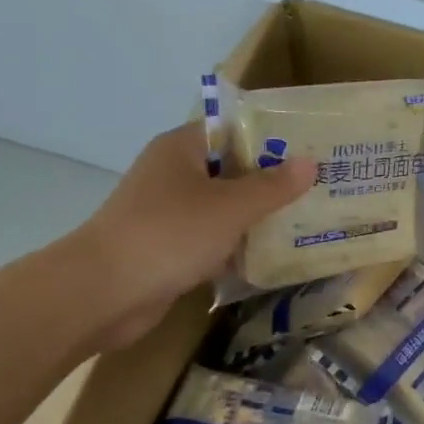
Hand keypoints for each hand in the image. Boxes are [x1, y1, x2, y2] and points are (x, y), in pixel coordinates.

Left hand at [60, 123, 314, 350]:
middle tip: (320, 189)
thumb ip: (273, 186)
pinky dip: (237, 246)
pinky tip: (272, 257)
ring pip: (223, 208)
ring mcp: (168, 213)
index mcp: (182, 148)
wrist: (103, 293)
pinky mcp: (168, 248)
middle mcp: (173, 174)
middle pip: (231, 170)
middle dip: (272, 182)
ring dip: (257, 218)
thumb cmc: (169, 234)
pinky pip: (212, 239)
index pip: (233, 130)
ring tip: (307, 222)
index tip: (311, 150)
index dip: (272, 138)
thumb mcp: (230, 207)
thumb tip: (310, 163)